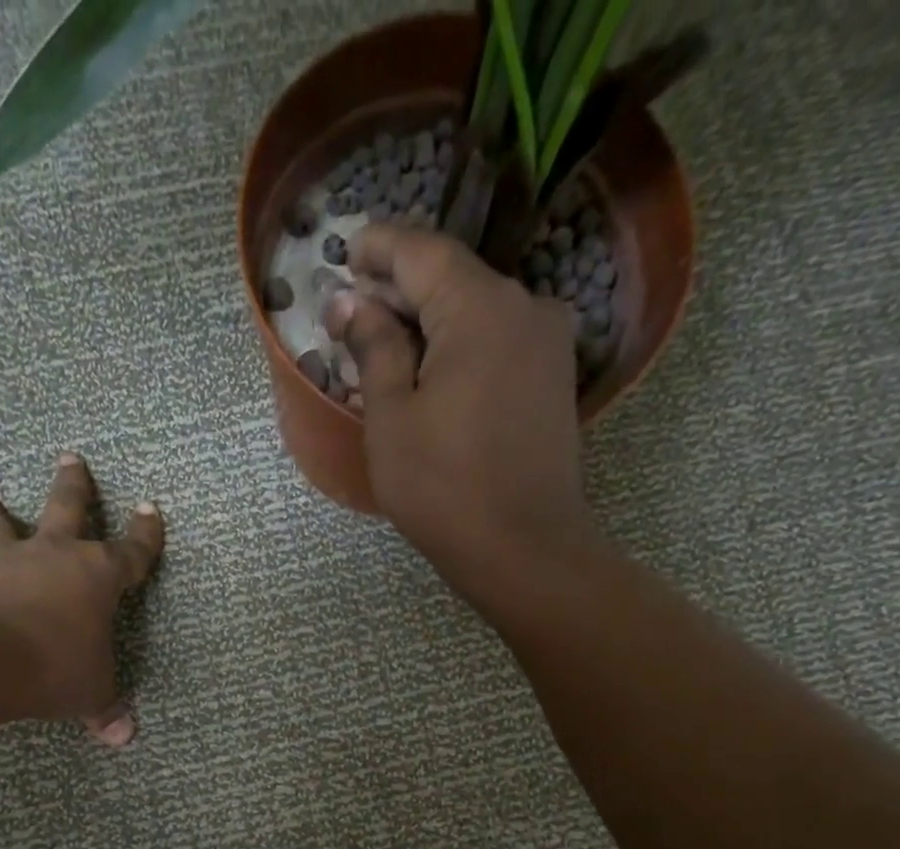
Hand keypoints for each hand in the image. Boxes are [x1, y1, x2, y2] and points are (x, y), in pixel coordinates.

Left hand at [0, 453, 163, 744]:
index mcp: (98, 576)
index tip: (150, 508)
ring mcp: (9, 561)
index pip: (133, 550)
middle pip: (67, 507)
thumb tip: (124, 737)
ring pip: (0, 522)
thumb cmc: (58, 670)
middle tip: (70, 456)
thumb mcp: (92, 693)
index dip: (145, 533)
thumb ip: (107, 709)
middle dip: (73, 483)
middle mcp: (55, 555)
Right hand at [326, 225, 604, 607]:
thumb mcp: (392, 418)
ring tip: (386, 347)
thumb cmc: (444, 487)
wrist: (524, 548)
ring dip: (430, 322)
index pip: (422, 251)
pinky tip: (431, 373)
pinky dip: (460, 346)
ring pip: (477, 312)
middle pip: (453, 278)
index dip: (379, 248)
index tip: (345, 252)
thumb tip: (351, 303)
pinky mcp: (554, 379)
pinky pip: (498, 343)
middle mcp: (525, 307)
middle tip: (354, 309)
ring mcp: (548, 344)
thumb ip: (373, 348)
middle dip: (401, 289)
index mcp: (481, 307)